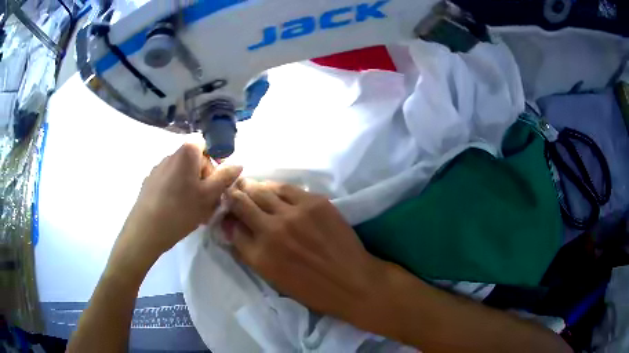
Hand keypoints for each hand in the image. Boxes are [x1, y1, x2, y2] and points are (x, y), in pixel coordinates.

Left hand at [110, 143, 241, 276]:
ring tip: (195, 210)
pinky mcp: (150, 182)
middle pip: (194, 159)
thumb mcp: (208, 196)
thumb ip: (225, 177)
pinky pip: (170, 181)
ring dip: (192, 186)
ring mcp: (158, 169)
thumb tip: (238, 163)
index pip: (205, 142)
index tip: (218, 179)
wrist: (146, 230)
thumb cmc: (180, 210)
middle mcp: (170, 155)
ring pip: (182, 173)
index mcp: (186, 153)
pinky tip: (178, 211)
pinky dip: (178, 191)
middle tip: (210, 201)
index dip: (215, 157)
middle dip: (205, 177)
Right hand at [223, 179, 386, 321]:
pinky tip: (273, 189)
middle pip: (242, 202)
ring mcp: (295, 213)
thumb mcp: (272, 278)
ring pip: (262, 190)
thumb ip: (248, 252)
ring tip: (248, 185)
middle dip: (233, 195)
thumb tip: (231, 228)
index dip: (226, 217)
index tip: (226, 211)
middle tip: (232, 191)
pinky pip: (287, 188)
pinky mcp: (315, 202)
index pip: (231, 226)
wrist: (353, 282)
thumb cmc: (312, 290)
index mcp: (260, 255)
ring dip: (251, 187)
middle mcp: (273, 230)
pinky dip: (275, 187)